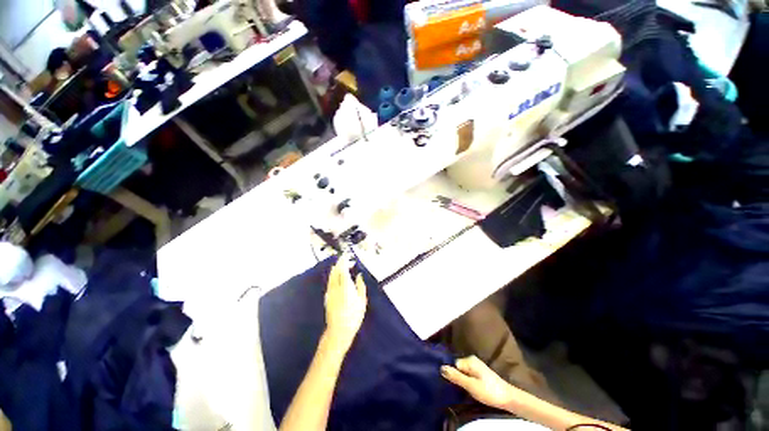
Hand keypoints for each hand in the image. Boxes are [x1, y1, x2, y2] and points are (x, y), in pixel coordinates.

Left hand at [324, 256, 367, 352]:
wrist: (339, 330)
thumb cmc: (354, 316)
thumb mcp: (362, 301)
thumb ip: (360, 286)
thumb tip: (359, 276)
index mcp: (345, 286)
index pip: (343, 269)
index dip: (344, 260)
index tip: (347, 255)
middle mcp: (335, 287)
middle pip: (335, 271)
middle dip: (340, 263)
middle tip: (347, 260)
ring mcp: (330, 292)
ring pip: (331, 276)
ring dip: (336, 269)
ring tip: (342, 266)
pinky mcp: (327, 297)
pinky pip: (330, 282)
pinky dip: (334, 276)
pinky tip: (338, 278)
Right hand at [441, 356, 514, 409]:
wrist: (508, 398)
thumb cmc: (489, 391)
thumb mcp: (470, 385)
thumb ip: (456, 376)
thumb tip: (441, 367)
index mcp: (469, 360)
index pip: (453, 364)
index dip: (451, 373)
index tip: (447, 383)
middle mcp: (472, 360)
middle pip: (458, 368)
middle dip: (455, 377)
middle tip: (452, 388)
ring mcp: (477, 367)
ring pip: (463, 372)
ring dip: (461, 380)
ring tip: (458, 390)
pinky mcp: (480, 374)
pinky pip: (468, 375)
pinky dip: (466, 382)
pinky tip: (466, 389)